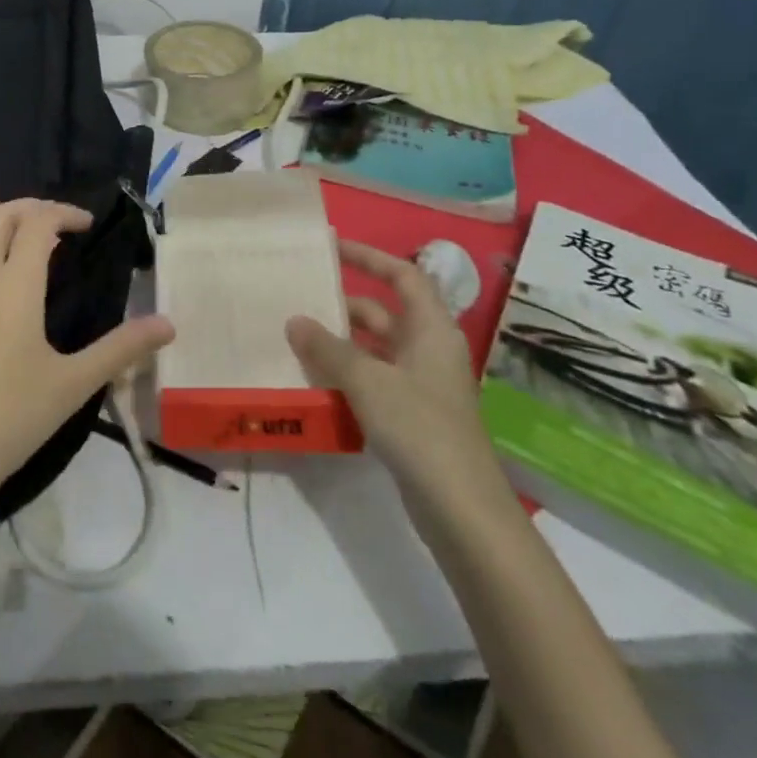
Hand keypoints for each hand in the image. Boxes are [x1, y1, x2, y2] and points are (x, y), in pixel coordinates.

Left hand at [0, 198, 174, 545]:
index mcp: (14, 286)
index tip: (86, 225)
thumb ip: (121, 349)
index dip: (64, 213)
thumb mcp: (74, 385)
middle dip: (28, 206)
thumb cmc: (9, 420)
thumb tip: (168, 323)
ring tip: (1, 210)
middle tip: (53, 219)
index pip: (38, 223)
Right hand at [286, 240, 507, 514]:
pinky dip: (347, 373)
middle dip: (343, 304)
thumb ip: (328, 348)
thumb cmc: (420, 428)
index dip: (369, 257)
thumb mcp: (367, 381)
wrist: (462, 509)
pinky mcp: (413, 415)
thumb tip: (295, 321)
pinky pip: (374, 378)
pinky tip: (315, 380)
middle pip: (384, 312)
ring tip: (296, 337)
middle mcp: (429, 349)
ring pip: (375, 347)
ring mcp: (422, 384)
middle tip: (299, 298)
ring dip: (340, 342)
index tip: (332, 248)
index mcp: (431, 329)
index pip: (402, 276)